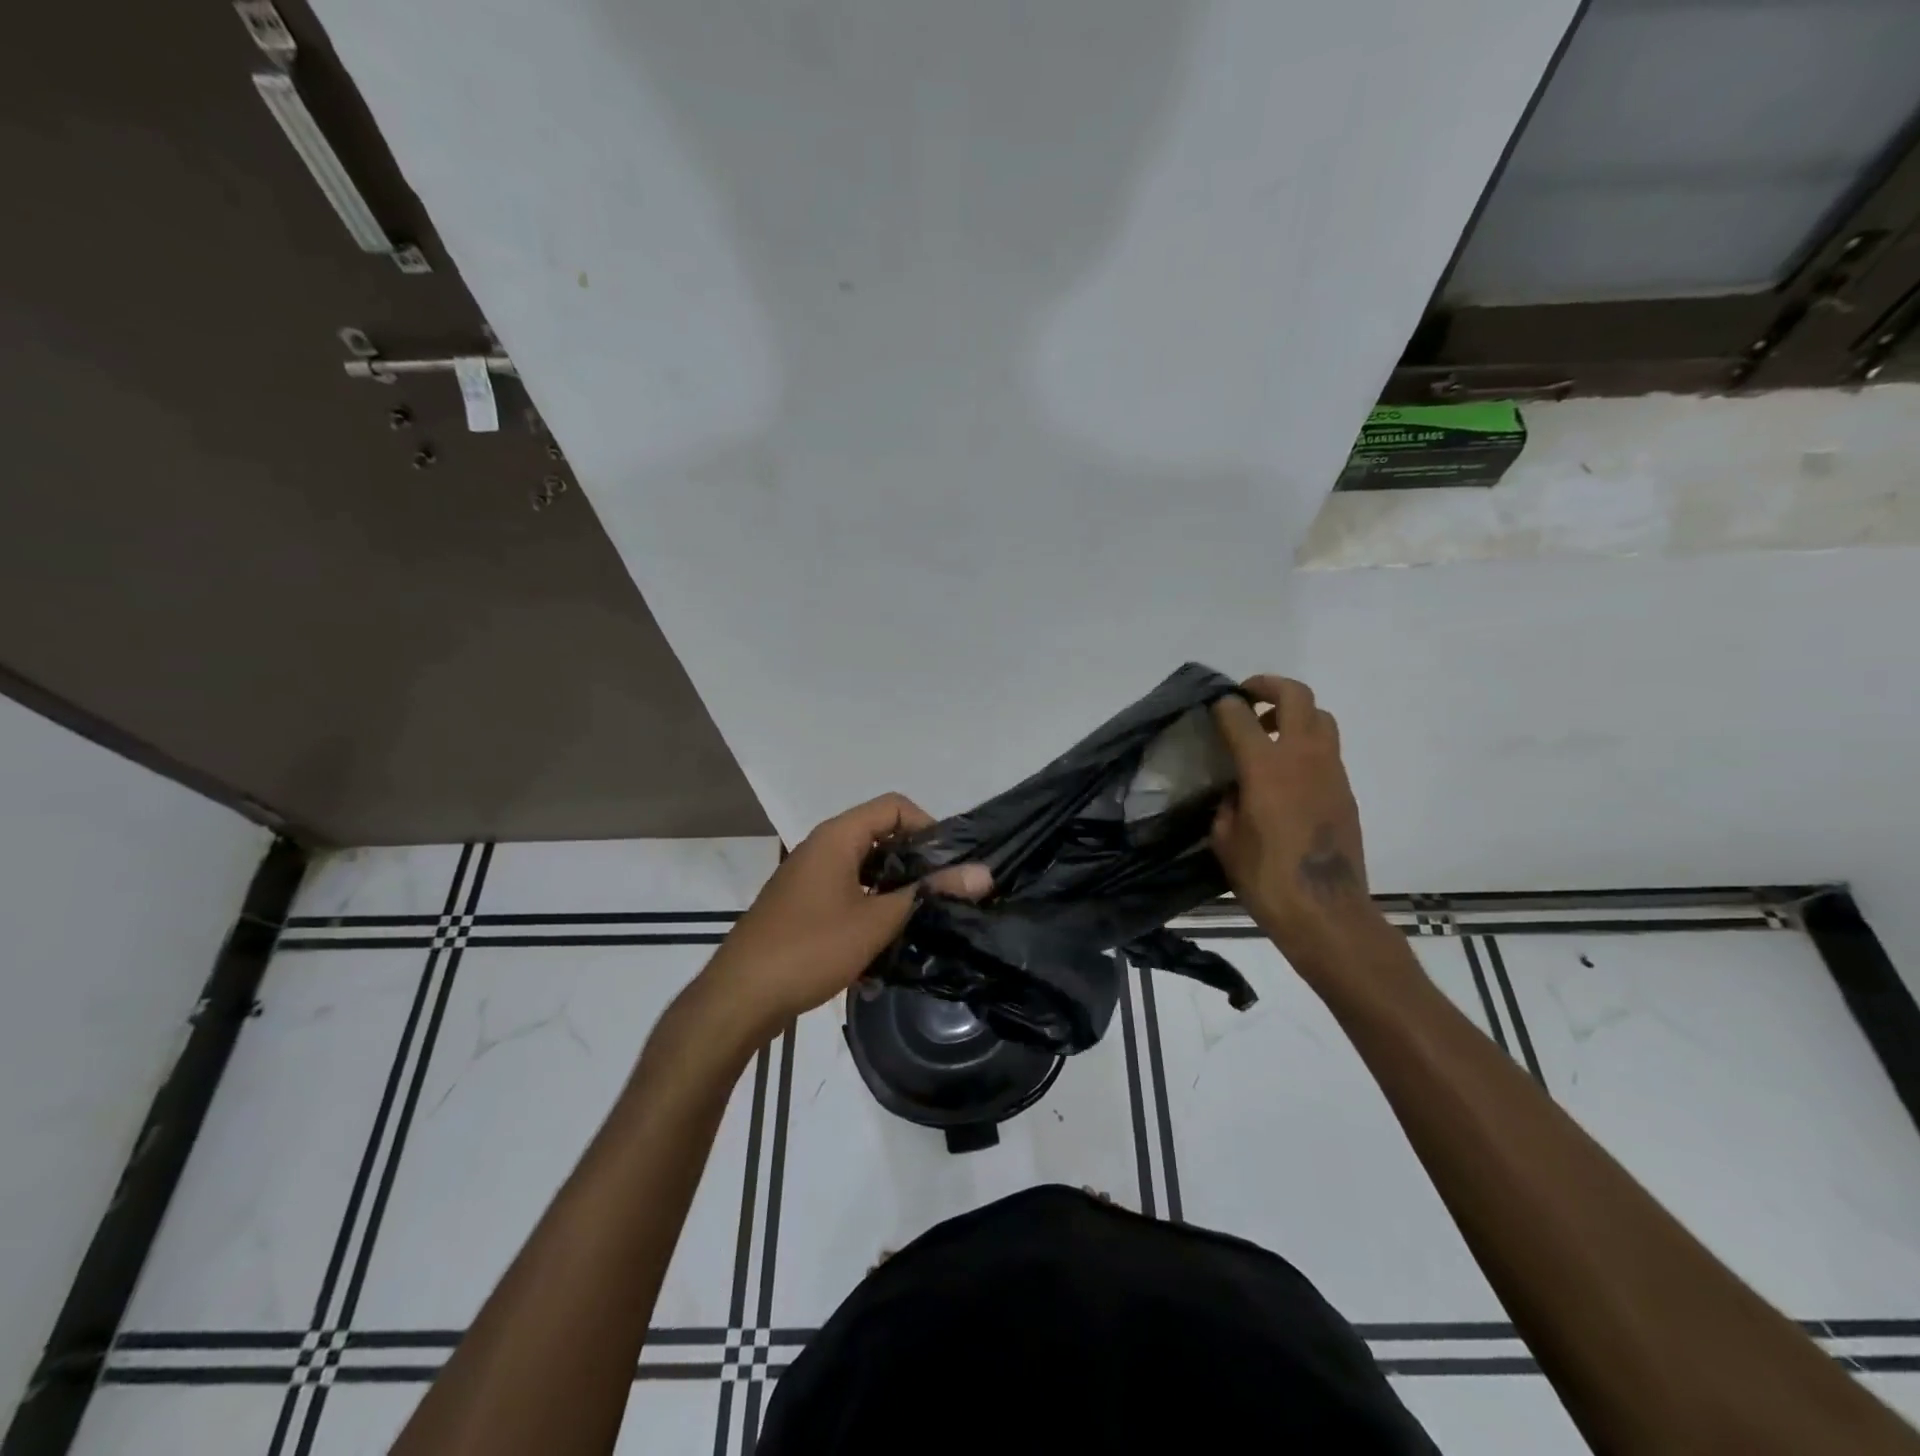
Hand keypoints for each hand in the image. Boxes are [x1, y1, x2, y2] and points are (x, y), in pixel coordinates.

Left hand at [699, 793, 990, 1038]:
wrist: (740, 997)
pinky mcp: (803, 907)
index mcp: (837, 837)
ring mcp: (809, 878)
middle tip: (943, 895)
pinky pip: (847, 896)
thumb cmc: (810, 948)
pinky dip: (869, 912)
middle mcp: (822, 848)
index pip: (894, 806)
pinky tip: (883, 951)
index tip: (950, 865)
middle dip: (915, 864)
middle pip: (881, 837)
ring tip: (920, 924)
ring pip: (865, 871)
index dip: (928, 827)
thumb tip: (984, 872)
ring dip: (893, 893)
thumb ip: (929, 893)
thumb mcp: (878, 921)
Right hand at [1210, 676, 1386, 979]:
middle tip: (1248, 697)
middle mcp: (1302, 757)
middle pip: (1296, 696)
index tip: (1214, 707)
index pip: (1241, 716)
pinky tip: (1287, 773)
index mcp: (1265, 767)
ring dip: (1294, 713)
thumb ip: (1227, 804)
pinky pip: (1327, 749)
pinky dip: (1306, 744)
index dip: (1224, 706)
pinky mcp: (1345, 789)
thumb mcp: (1225, 839)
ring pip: (1320, 717)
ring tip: (1270, 734)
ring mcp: (1330, 770)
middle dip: (1269, 686)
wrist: (1325, 910)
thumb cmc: (1265, 877)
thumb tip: (1235, 790)